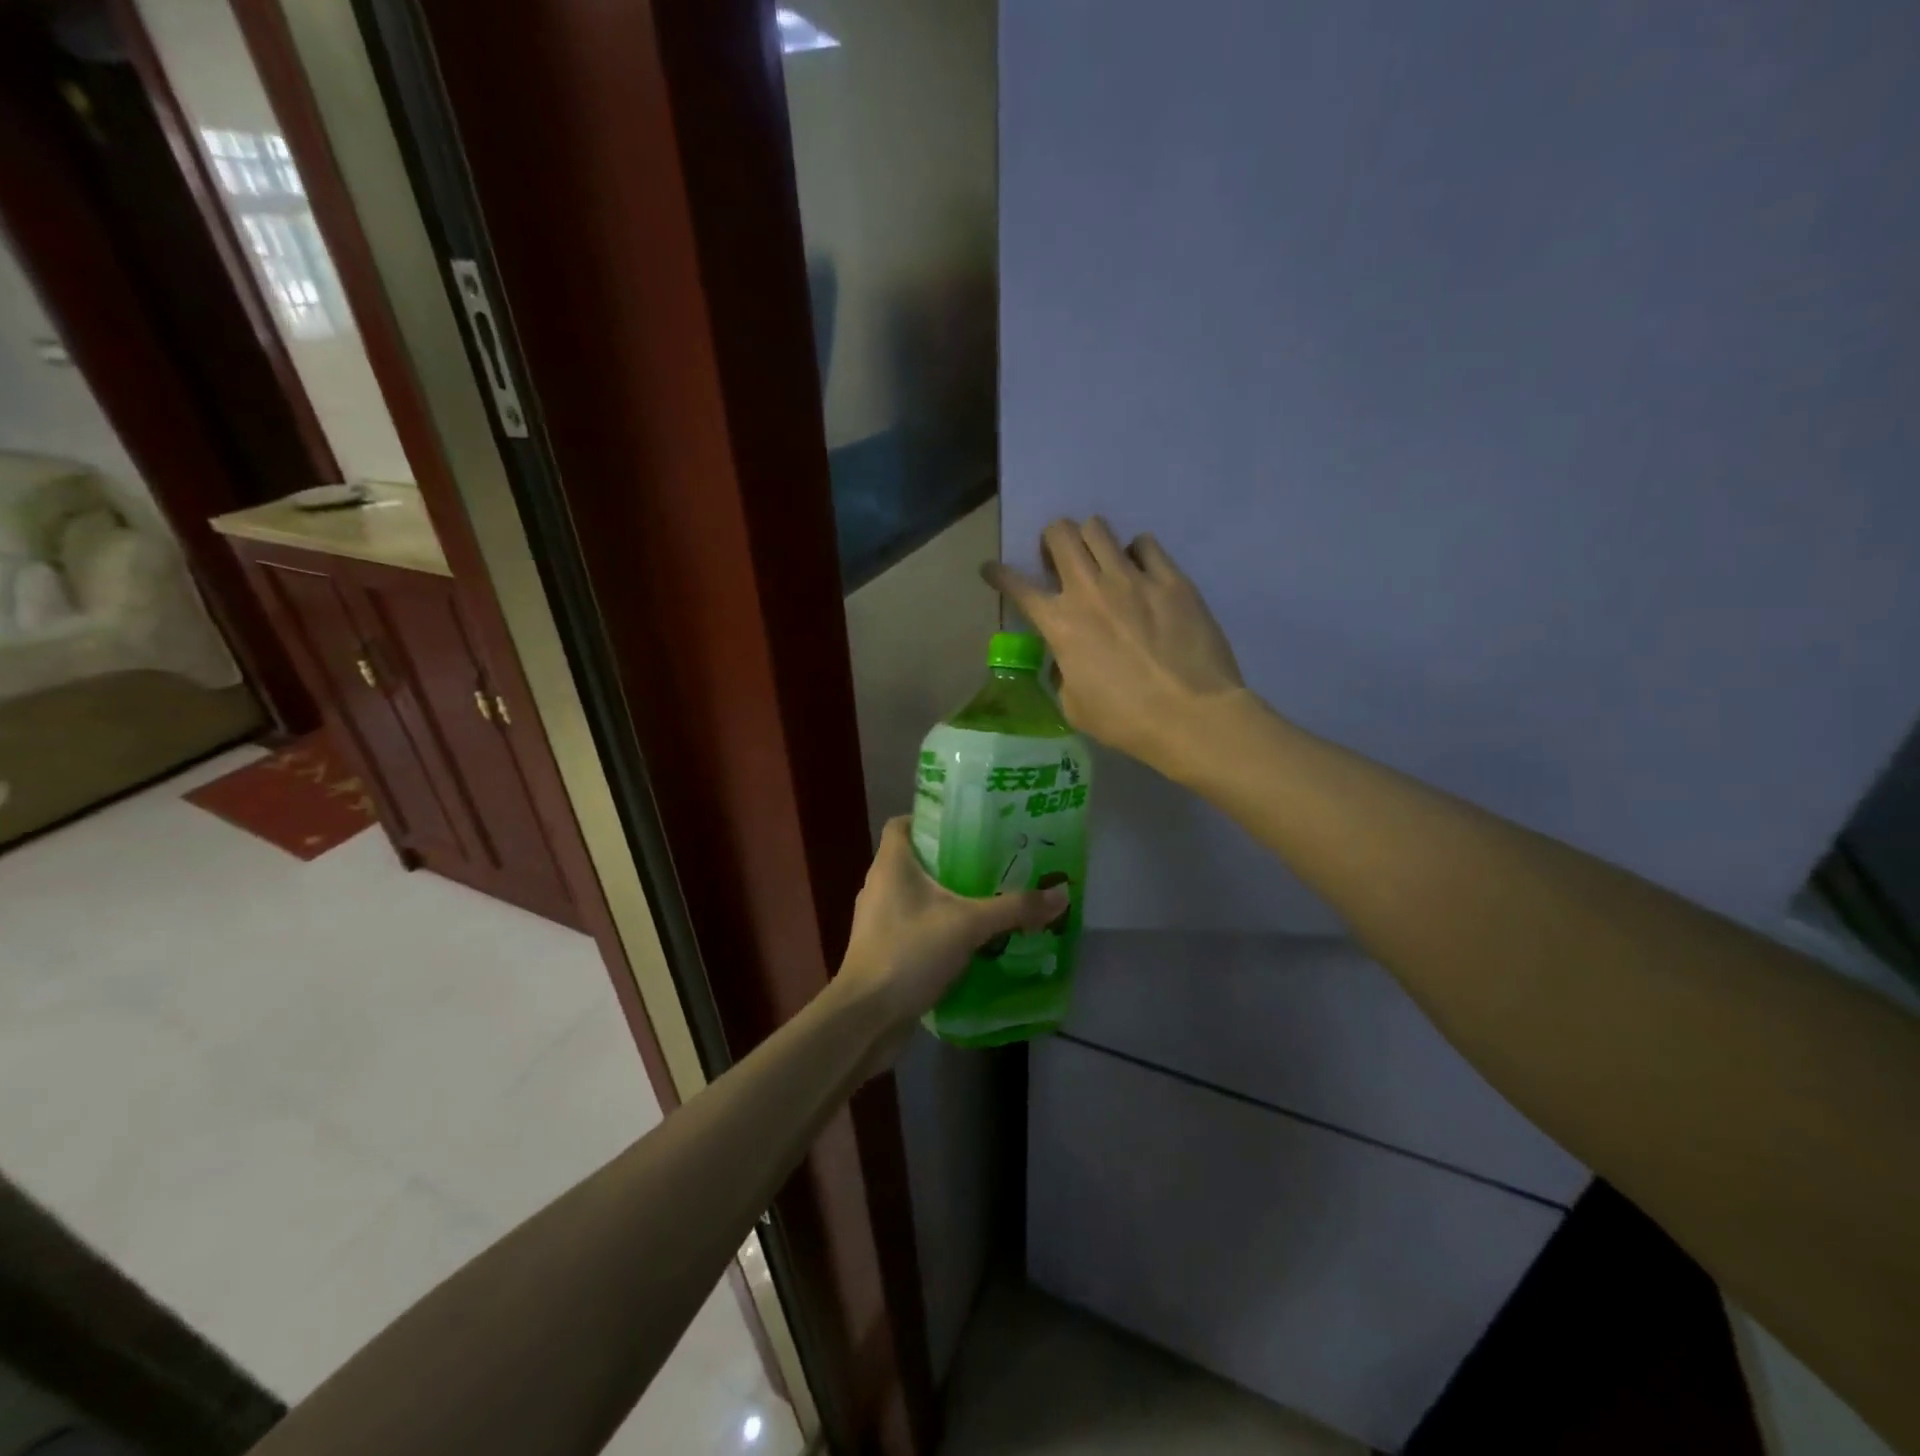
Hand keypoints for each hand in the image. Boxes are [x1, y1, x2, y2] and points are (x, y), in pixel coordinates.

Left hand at [836, 818, 1066, 1048]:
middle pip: (917, 859)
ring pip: (917, 895)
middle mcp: (880, 885)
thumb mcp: (969, 924)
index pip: (904, 823)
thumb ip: (1014, 908)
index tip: (969, 825)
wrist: (866, 1017)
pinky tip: (970, 939)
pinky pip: (916, 925)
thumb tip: (1061, 893)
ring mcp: (878, 919)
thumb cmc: (909, 952)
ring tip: (988, 898)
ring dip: (948, 896)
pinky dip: (939, 926)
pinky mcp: (884, 949)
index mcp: (891, 864)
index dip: (933, 818)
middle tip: (994, 861)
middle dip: (953, 860)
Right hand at [984, 518, 1245, 769]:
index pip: (1016, 585)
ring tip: (1101, 559)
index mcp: (1060, 623)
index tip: (991, 569)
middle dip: (1052, 539)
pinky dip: (1137, 553)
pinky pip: (1146, 544)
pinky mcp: (1171, 579)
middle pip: (1060, 534)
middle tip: (1060, 559)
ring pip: (1099, 529)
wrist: (1191, 715)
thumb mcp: (1074, 706)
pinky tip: (1142, 572)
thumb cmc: (1125, 720)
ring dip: (1091, 539)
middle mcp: (1090, 589)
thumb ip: (1062, 674)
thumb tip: (1066, 660)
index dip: (998, 573)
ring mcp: (1132, 578)